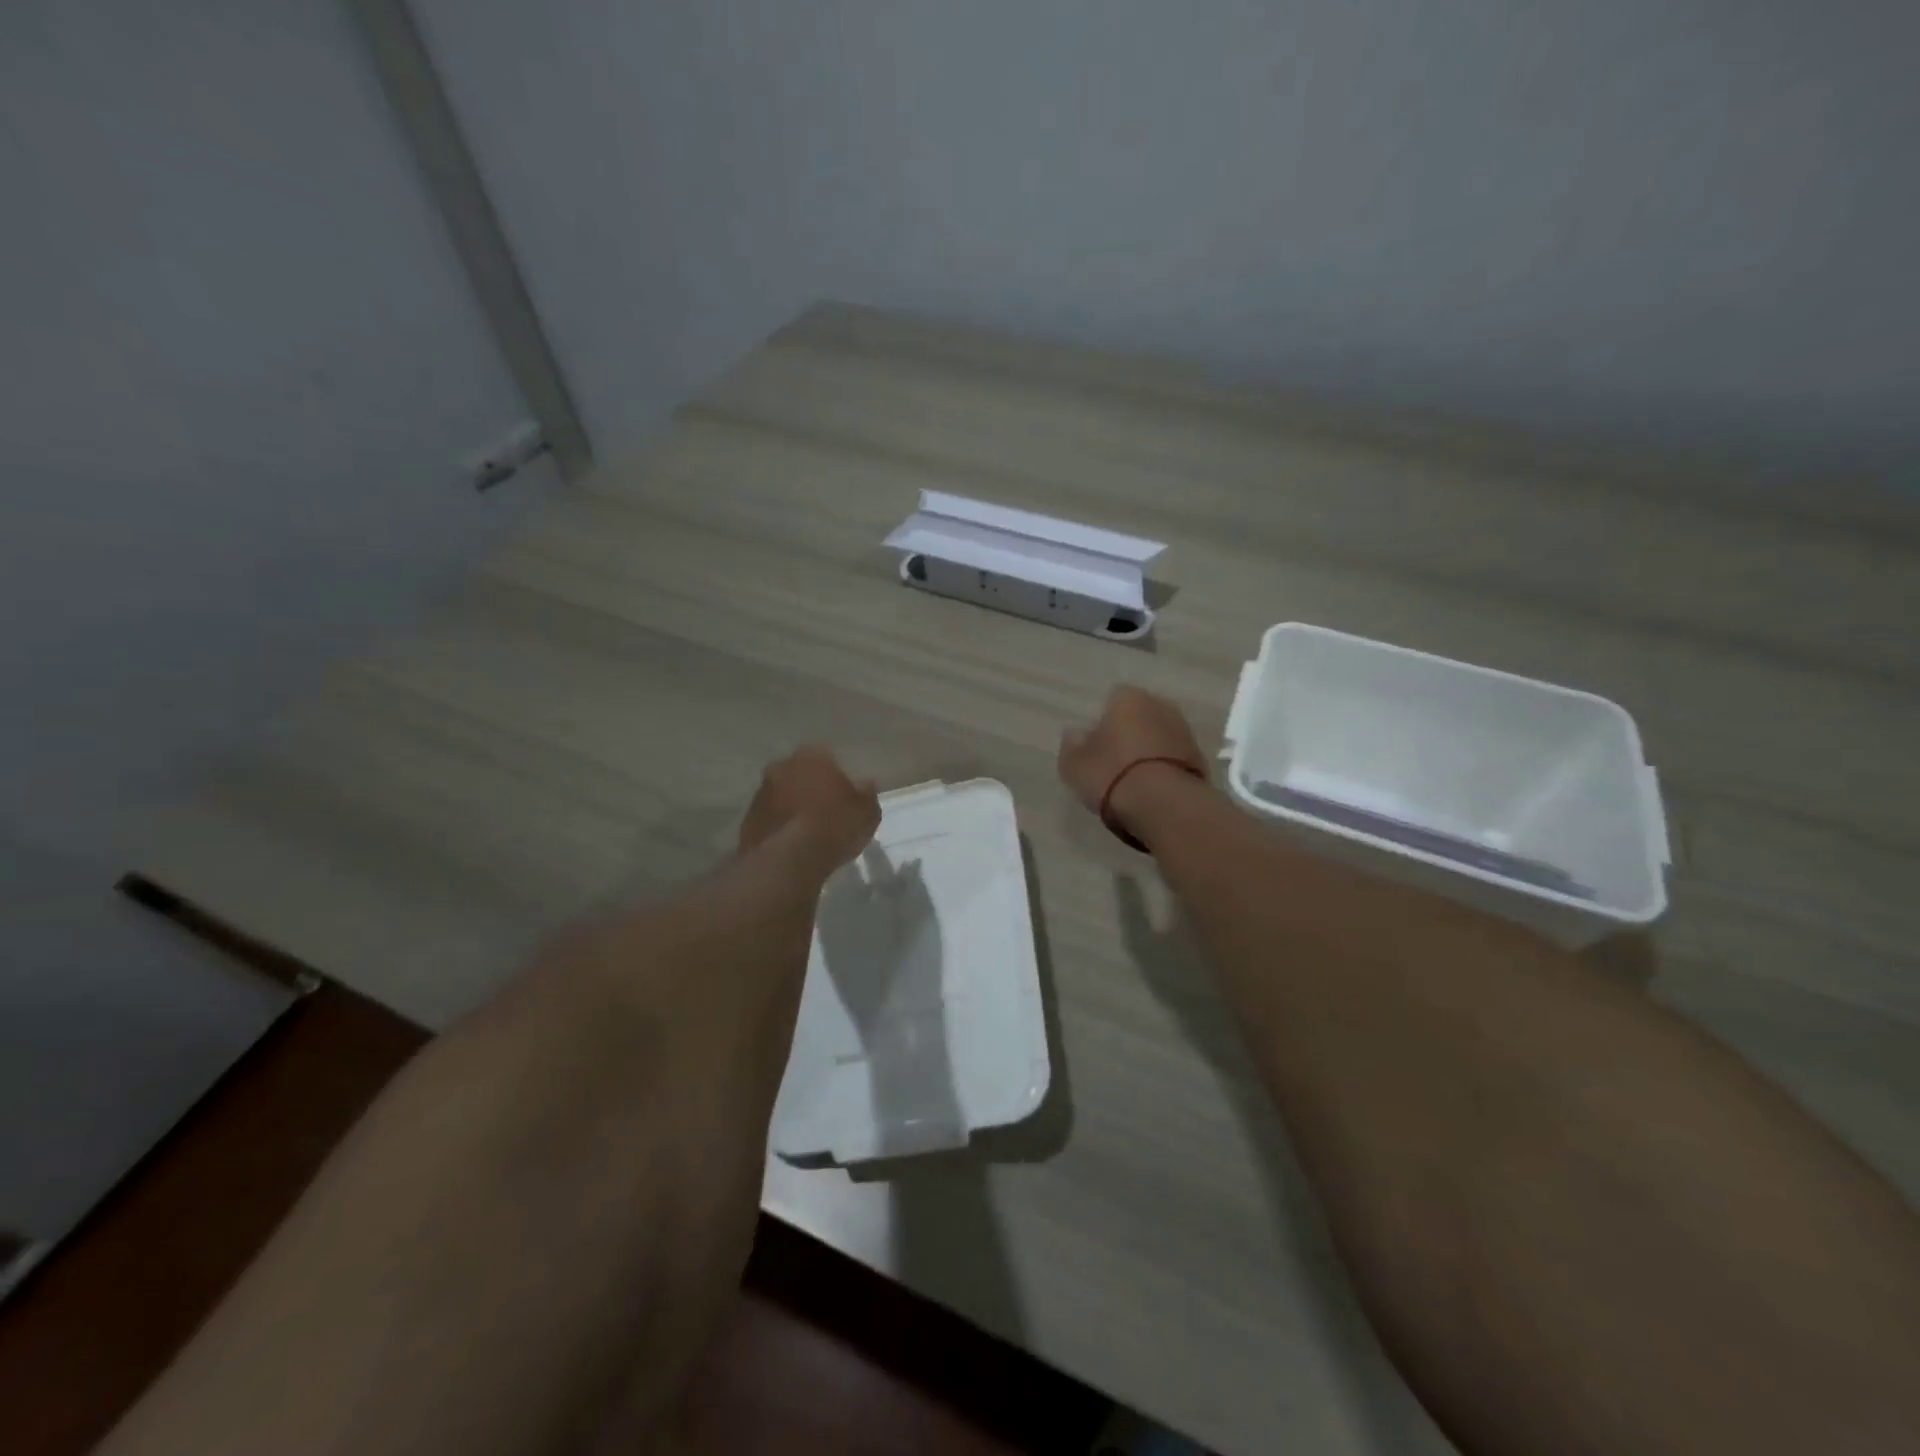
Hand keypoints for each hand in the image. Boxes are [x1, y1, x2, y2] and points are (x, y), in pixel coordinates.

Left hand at [738, 747, 880, 871]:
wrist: (787, 860)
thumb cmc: (834, 827)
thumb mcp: (868, 812)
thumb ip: (866, 794)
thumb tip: (864, 785)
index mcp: (812, 756)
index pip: (828, 758)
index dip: (837, 777)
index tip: (846, 796)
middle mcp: (781, 767)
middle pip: (801, 774)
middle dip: (811, 788)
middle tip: (826, 812)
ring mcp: (760, 793)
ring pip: (782, 795)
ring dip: (792, 807)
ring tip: (808, 833)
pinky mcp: (746, 820)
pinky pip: (770, 819)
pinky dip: (779, 827)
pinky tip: (791, 845)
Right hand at [1059, 687, 1208, 836]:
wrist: (1166, 805)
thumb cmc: (1113, 775)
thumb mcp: (1075, 765)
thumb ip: (1072, 745)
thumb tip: (1074, 733)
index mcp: (1128, 698)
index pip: (1112, 700)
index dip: (1102, 723)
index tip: (1095, 746)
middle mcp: (1161, 705)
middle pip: (1140, 716)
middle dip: (1129, 733)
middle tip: (1114, 762)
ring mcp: (1185, 731)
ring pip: (1159, 736)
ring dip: (1149, 751)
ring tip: (1134, 781)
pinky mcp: (1201, 758)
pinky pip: (1174, 758)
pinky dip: (1165, 768)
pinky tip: (1154, 790)